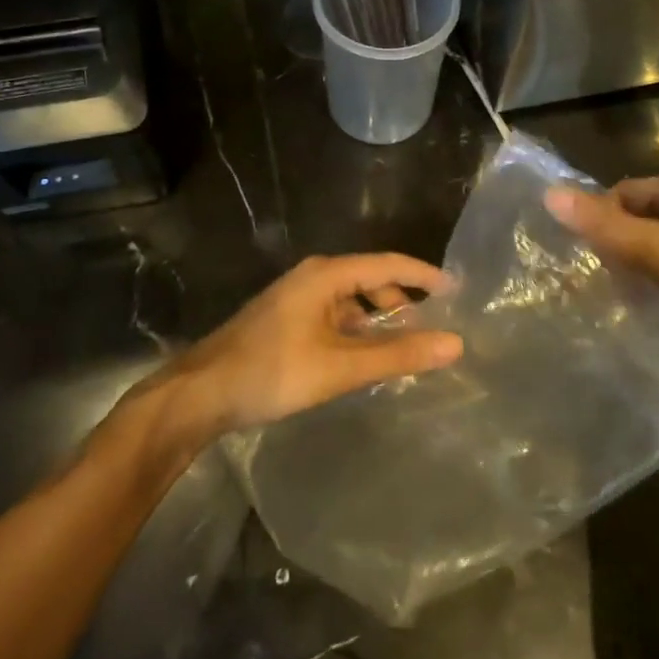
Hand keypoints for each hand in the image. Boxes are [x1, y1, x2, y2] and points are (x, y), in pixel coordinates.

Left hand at [154, 254, 462, 441]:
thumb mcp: (341, 366)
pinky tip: (364, 359)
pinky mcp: (286, 321)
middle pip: (370, 280)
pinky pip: (334, 317)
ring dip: (378, 321)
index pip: (388, 264)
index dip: (425, 276)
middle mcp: (312, 278)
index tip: (458, 293)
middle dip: (402, 302)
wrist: (200, 394)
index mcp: (326, 275)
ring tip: (403, 350)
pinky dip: (356, 333)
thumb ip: (398, 354)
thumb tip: (454, 343)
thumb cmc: (272, 372)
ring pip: (351, 302)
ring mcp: (296, 299)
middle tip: (433, 331)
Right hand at [544, 176, 658, 356]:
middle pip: (642, 214)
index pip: (623, 190)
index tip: (582, 252)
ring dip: (638, 262)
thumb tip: (549, 194)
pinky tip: (657, 302)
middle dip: (617, 241)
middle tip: (597, 276)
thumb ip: (606, 226)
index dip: (599, 216)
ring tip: (621, 293)